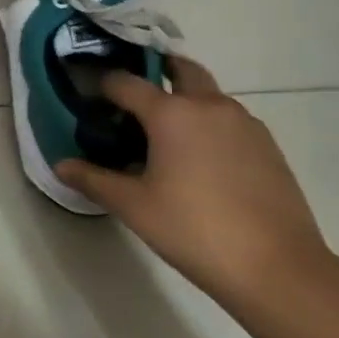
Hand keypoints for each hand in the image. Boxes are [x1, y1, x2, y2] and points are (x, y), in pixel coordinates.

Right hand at [55, 57, 329, 307]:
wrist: (278, 268)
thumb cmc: (195, 230)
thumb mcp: (134, 207)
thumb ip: (94, 180)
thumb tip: (60, 166)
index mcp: (171, 112)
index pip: (126, 82)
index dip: (104, 85)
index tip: (91, 95)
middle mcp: (209, 105)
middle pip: (180, 69)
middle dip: (157, 70)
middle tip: (137, 94)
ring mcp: (244, 122)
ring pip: (209, 94)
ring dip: (187, 98)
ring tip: (168, 132)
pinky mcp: (267, 145)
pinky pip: (230, 119)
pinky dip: (210, 123)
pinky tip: (202, 159)